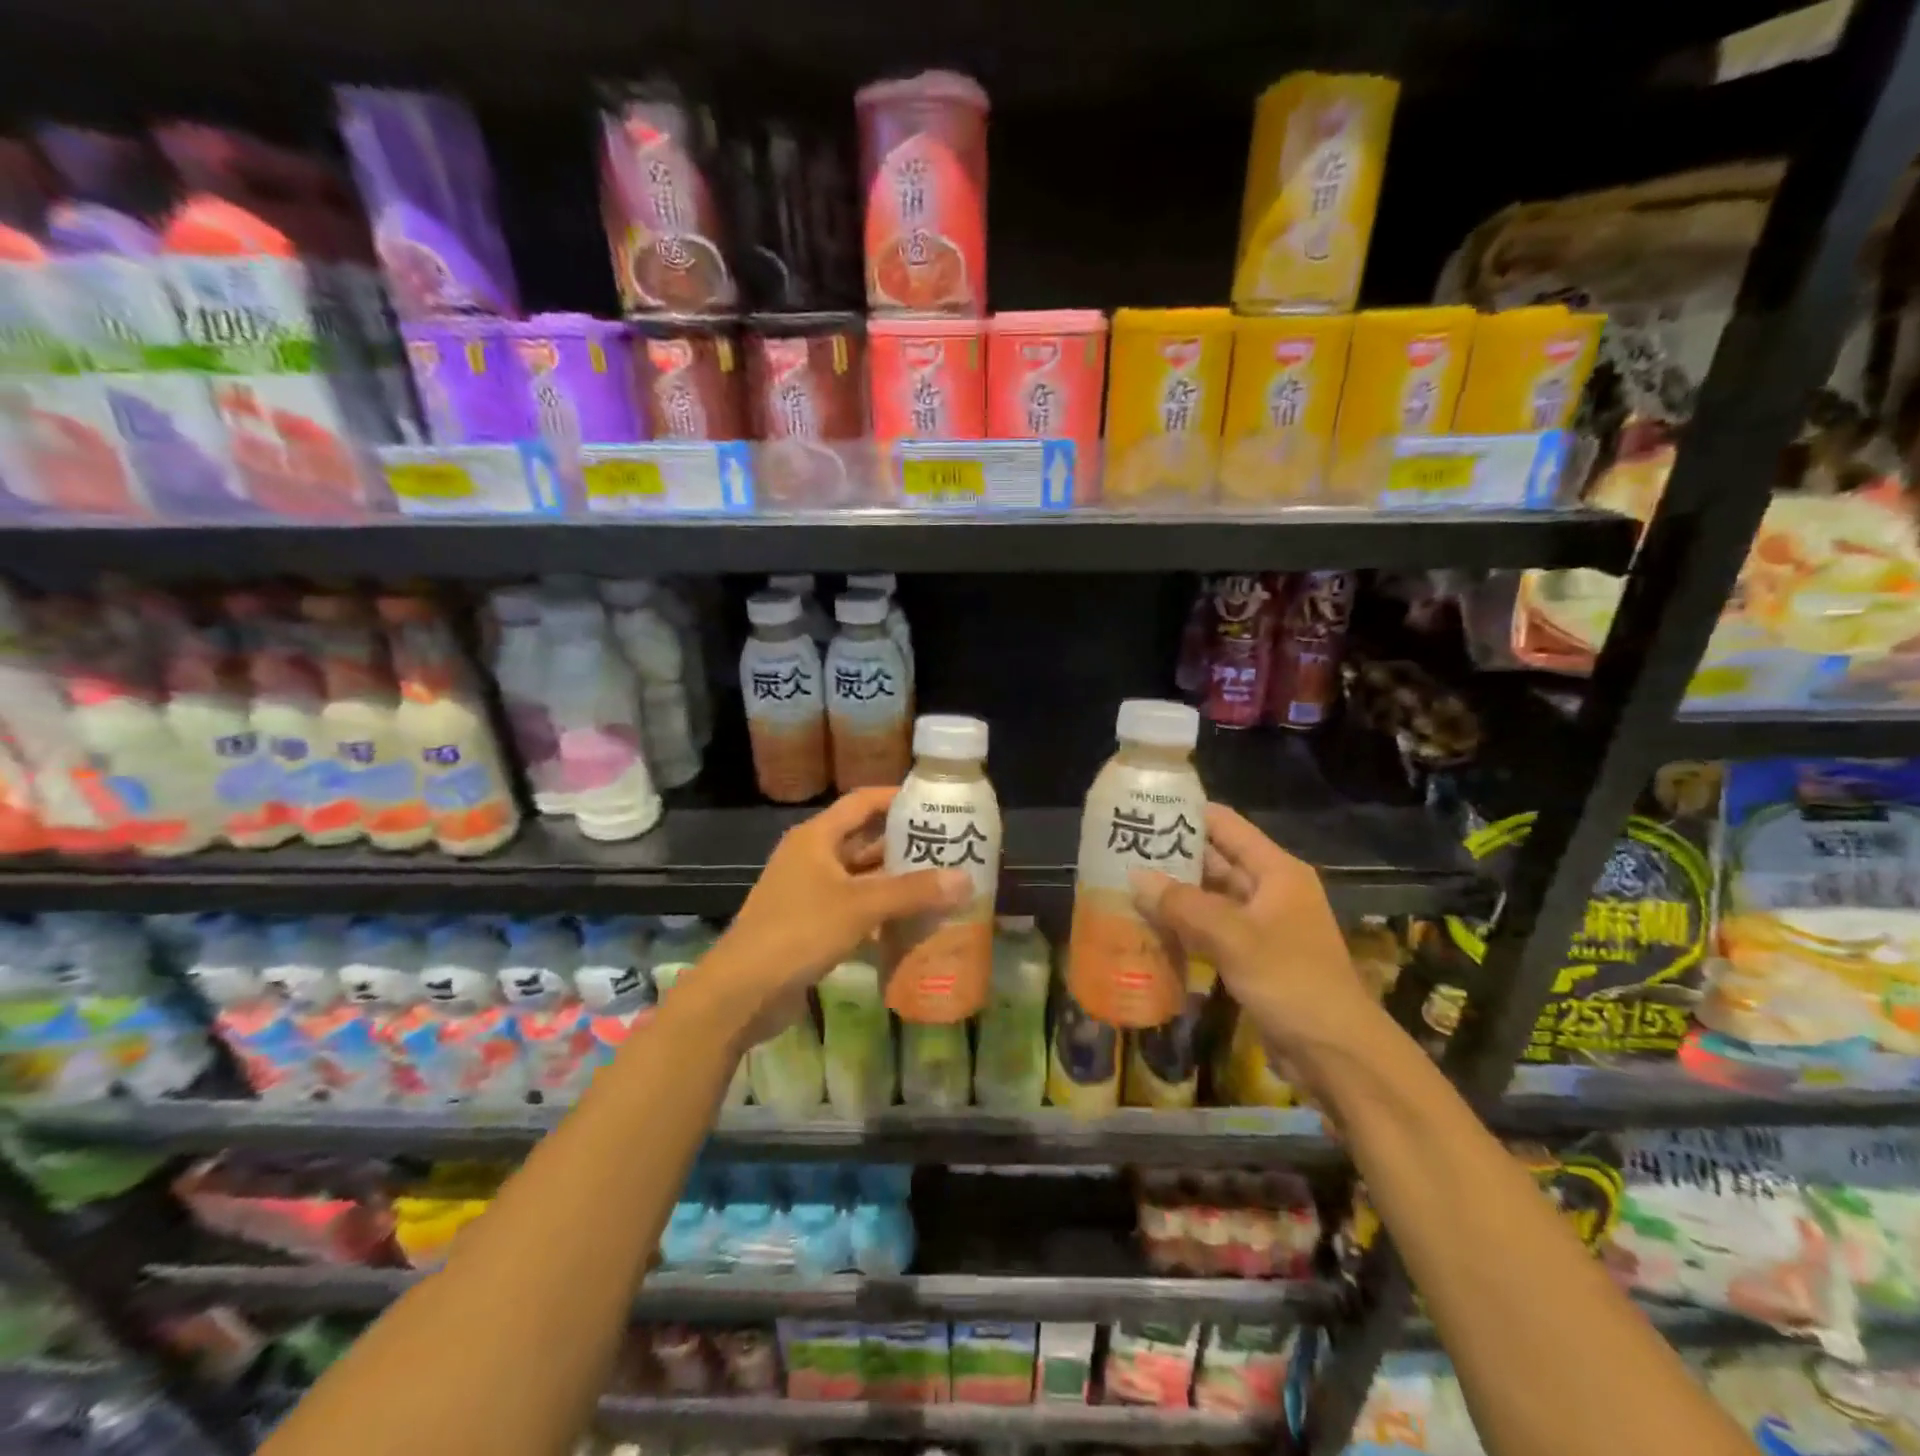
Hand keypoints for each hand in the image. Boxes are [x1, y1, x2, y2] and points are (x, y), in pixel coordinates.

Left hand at [708, 788, 968, 1036]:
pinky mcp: (811, 925)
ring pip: (861, 878)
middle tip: (950, 848)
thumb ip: (913, 891)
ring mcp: (810, 892)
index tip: (935, 802)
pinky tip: (914, 923)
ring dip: (896, 882)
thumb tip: (966, 879)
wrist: (742, 992)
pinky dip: (881, 913)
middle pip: (865, 840)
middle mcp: (812, 857)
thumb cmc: (799, 931)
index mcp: (816, 837)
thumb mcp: (860, 905)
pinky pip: (854, 909)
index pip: (862, 802)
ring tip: (942, 884)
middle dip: (904, 845)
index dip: (896, 798)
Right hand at [1130, 803, 1389, 1075]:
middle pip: (1215, 860)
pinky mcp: (1252, 956)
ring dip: (1173, 894)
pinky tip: (1147, 927)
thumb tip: (1135, 877)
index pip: (1225, 825)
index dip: (1186, 814)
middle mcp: (1269, 889)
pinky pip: (1210, 930)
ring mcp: (1261, 924)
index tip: (1142, 810)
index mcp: (1276, 871)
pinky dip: (1183, 926)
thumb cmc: (1291, 981)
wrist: (1336, 1054)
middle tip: (1121, 851)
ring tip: (1124, 885)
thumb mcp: (1234, 937)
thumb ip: (1183, 905)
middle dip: (1171, 856)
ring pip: (1209, 897)